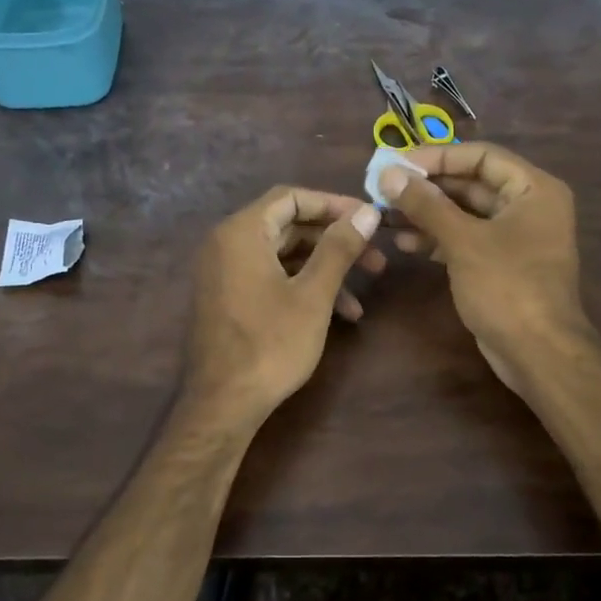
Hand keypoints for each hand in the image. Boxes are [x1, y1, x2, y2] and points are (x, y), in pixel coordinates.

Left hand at [183, 186, 384, 427]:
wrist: (223, 403)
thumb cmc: (270, 345)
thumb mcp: (313, 295)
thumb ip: (339, 248)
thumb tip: (367, 211)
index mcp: (241, 233)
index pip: (291, 197)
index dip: (333, 204)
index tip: (368, 220)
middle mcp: (227, 244)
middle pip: (288, 226)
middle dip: (334, 242)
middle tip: (376, 259)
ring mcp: (225, 273)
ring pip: (283, 257)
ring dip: (324, 272)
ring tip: (361, 301)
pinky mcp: (229, 298)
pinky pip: (270, 278)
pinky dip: (303, 288)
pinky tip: (338, 316)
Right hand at [378, 143, 592, 391]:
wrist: (538, 353)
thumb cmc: (507, 287)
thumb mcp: (463, 241)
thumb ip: (426, 204)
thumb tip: (388, 173)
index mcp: (533, 189)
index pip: (481, 156)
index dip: (437, 157)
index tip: (396, 165)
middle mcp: (527, 207)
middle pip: (471, 184)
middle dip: (427, 188)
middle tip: (384, 191)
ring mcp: (514, 238)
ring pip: (464, 214)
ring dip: (426, 215)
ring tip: (386, 218)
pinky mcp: (500, 265)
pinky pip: (465, 240)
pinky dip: (438, 239)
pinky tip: (405, 244)